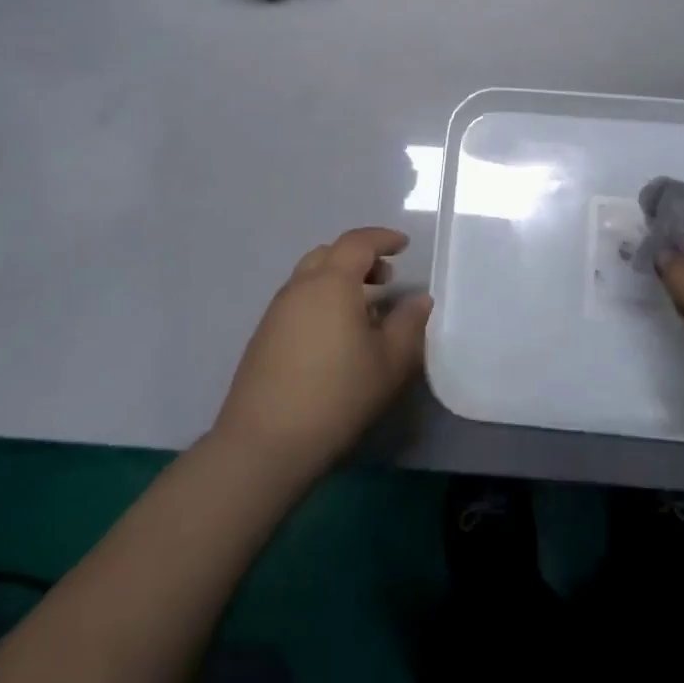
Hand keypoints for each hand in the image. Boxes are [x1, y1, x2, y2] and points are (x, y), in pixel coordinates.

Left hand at [213, 227, 429, 483]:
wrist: (264, 443)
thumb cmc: (336, 396)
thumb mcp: (389, 363)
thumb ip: (409, 324)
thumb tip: (419, 300)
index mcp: (332, 282)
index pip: (358, 242)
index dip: (383, 238)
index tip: (404, 246)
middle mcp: (300, 287)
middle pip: (330, 254)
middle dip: (360, 258)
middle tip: (385, 279)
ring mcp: (276, 311)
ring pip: (310, 277)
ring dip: (339, 281)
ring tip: (363, 311)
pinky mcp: (263, 337)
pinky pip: (298, 301)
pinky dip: (321, 301)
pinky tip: (335, 338)